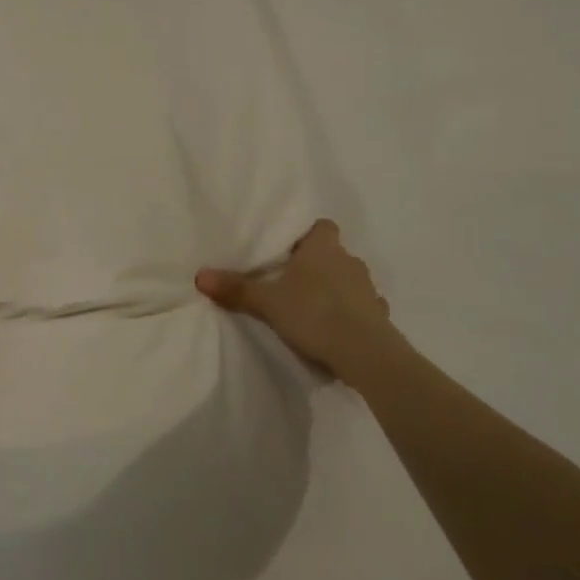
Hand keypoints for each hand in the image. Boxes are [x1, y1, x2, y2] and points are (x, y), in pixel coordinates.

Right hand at [196, 219, 408, 389]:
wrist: (365, 353)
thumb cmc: (314, 313)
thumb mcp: (266, 302)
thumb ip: (235, 289)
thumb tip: (200, 275)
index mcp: (323, 248)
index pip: (322, 226)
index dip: (308, 235)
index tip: (290, 249)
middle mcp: (349, 261)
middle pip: (333, 254)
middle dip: (317, 265)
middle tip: (291, 281)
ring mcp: (368, 289)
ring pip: (348, 281)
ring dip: (335, 290)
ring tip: (312, 307)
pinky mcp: (379, 316)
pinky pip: (362, 308)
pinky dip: (350, 314)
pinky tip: (336, 329)